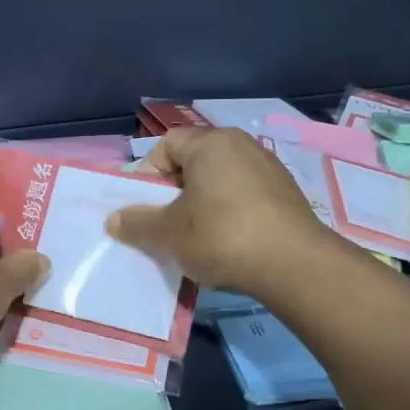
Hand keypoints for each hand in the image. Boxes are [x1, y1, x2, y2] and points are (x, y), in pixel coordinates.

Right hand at [108, 128, 335, 296]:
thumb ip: (136, 223)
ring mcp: (269, 170)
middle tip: (166, 225)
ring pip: (220, 183)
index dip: (148, 174)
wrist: (294, 266)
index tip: (146, 207)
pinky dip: (230, 216)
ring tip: (196, 240)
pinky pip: (245, 199)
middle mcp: (242, 146)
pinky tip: (228, 246)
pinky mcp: (287, 196)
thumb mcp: (167, 233)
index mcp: (211, 143)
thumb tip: (114, 219)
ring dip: (202, 207)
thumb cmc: (221, 236)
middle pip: (194, 163)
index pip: (167, 144)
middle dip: (174, 193)